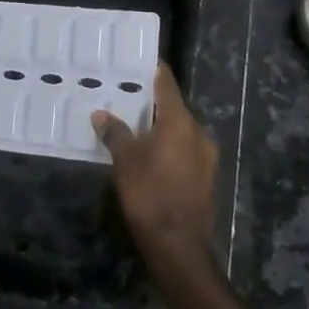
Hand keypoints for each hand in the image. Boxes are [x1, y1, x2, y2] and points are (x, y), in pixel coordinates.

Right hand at [92, 65, 215, 266]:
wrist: (179, 247)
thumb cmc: (150, 194)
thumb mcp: (125, 160)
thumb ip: (115, 133)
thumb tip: (101, 114)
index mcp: (180, 121)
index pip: (167, 84)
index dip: (154, 72)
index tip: (140, 62)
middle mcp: (198, 133)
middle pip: (175, 109)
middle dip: (153, 104)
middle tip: (128, 98)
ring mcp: (207, 158)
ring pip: (181, 133)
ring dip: (162, 129)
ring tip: (135, 128)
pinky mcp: (206, 180)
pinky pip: (185, 153)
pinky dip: (170, 149)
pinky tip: (151, 158)